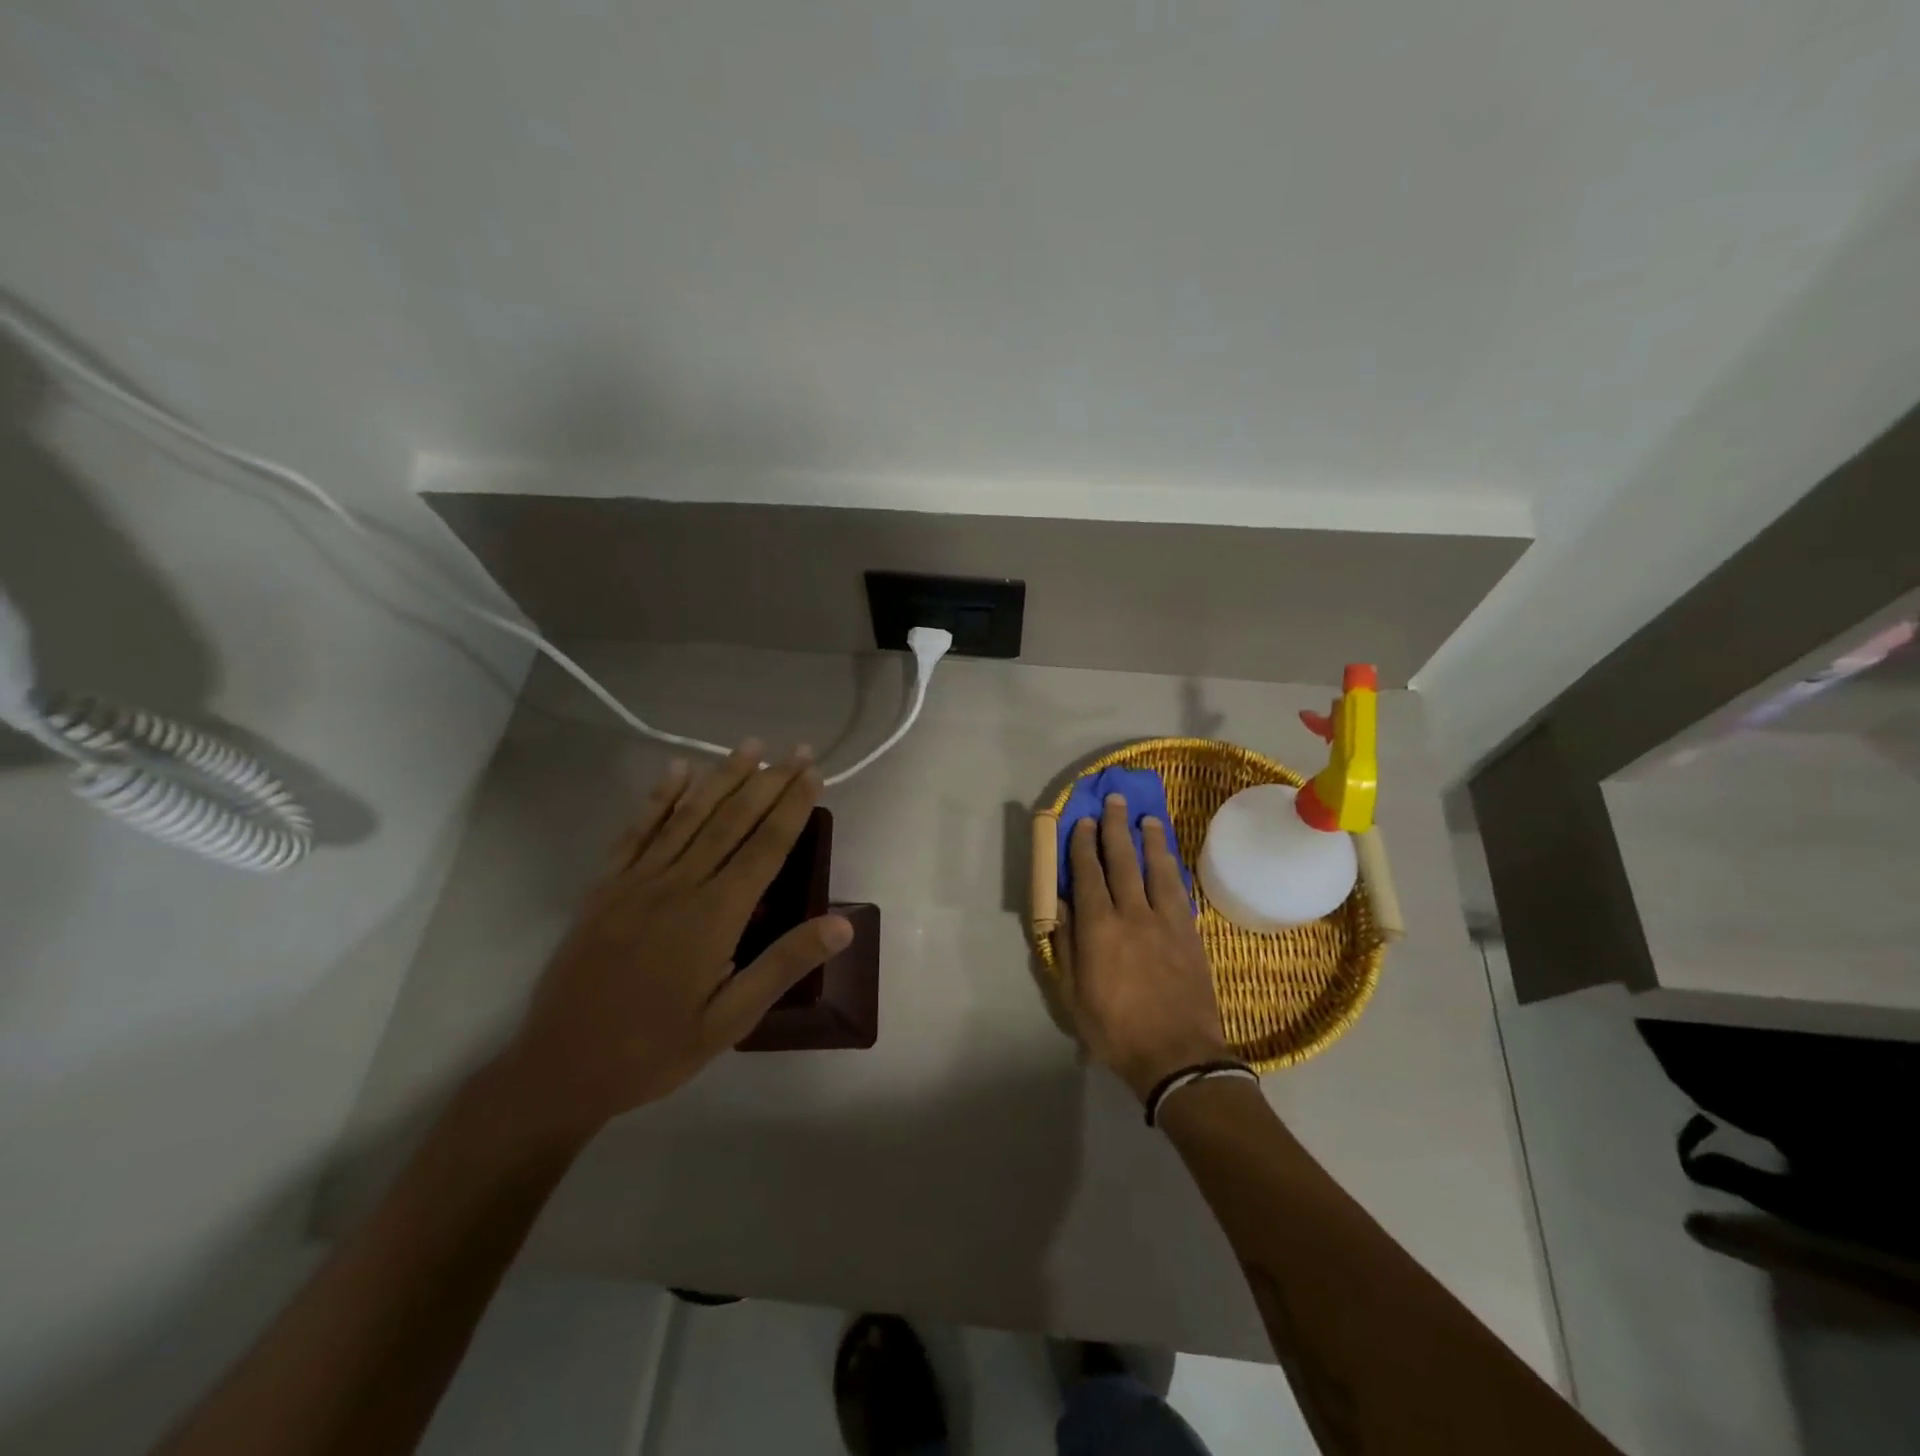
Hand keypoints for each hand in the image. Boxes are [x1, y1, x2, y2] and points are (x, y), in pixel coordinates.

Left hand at [497, 742, 852, 1137]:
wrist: (560, 1069)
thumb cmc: (655, 1050)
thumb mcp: (730, 1021)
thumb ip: (782, 965)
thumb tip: (842, 924)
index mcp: (714, 916)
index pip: (765, 847)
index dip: (793, 806)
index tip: (815, 773)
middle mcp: (678, 885)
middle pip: (732, 820)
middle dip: (769, 781)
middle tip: (797, 749)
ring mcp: (637, 881)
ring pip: (689, 815)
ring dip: (723, 777)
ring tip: (751, 745)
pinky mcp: (605, 886)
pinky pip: (637, 831)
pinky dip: (659, 797)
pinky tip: (677, 770)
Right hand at [1051, 793, 1229, 1100]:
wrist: (1177, 1056)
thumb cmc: (1115, 1029)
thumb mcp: (1073, 995)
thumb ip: (1066, 946)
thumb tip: (1062, 908)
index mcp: (1098, 928)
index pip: (1087, 874)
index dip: (1083, 845)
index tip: (1083, 821)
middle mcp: (1131, 914)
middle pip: (1121, 861)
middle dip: (1115, 828)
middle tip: (1115, 802)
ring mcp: (1164, 921)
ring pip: (1155, 869)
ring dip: (1148, 840)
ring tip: (1146, 818)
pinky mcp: (1188, 933)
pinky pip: (1178, 890)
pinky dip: (1171, 868)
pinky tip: (1168, 858)